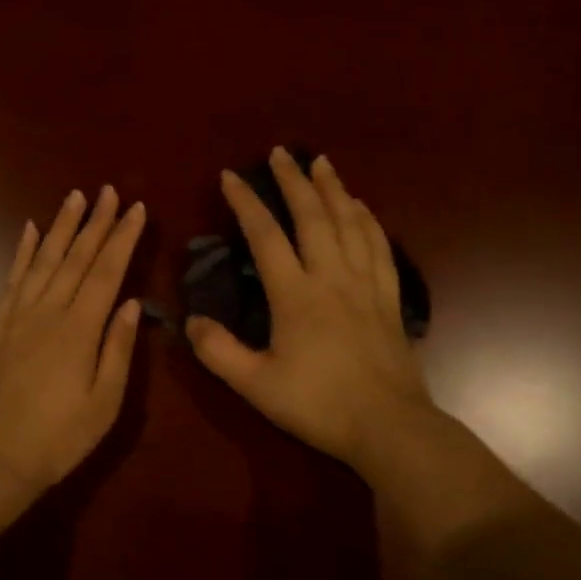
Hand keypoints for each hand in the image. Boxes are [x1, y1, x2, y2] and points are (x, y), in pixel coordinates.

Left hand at [0, 185, 146, 513]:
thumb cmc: (58, 438)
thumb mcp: (104, 403)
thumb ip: (119, 349)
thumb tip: (131, 303)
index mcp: (79, 330)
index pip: (107, 271)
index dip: (123, 238)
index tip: (137, 209)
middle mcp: (48, 311)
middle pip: (76, 257)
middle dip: (95, 222)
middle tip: (109, 190)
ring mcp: (18, 315)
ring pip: (44, 260)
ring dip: (60, 226)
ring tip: (75, 197)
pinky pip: (12, 278)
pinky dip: (22, 252)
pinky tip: (29, 230)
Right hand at [186, 148, 439, 477]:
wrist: (388, 426)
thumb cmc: (318, 404)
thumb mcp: (256, 385)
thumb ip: (218, 351)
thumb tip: (191, 321)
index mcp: (296, 294)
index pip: (265, 235)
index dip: (245, 202)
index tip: (230, 176)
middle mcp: (331, 277)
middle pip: (313, 216)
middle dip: (293, 180)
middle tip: (280, 153)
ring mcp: (365, 284)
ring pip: (350, 223)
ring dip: (333, 189)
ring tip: (322, 163)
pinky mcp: (389, 297)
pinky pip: (380, 246)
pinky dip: (368, 219)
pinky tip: (362, 207)